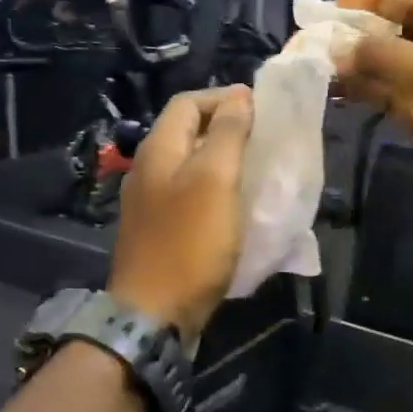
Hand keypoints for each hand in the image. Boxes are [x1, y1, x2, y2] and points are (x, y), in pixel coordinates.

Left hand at [108, 85, 253, 337]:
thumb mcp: (214, 180)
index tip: (262, 112)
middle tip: (264, 141)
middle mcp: (148, 169)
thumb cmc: (189, 243)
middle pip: (187, 132)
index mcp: (158, 150)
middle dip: (226, 129)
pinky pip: (189, 196)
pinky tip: (236, 207)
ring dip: (223, 162)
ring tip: (257, 171)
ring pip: (190, 165)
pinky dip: (214, 191)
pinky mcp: (158, 230)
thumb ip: (226, 133)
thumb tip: (238, 97)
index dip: (224, 99)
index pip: (188, 102)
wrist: (153, 315)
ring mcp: (149, 202)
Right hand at [335, 0, 412, 251]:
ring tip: (320, 65)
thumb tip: (336, 49)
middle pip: (409, 35)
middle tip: (321, 36)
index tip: (336, 2)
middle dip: (366, 37)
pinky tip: (339, 93)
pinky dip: (372, 95)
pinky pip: (399, 101)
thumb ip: (382, 56)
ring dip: (363, 68)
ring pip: (400, 71)